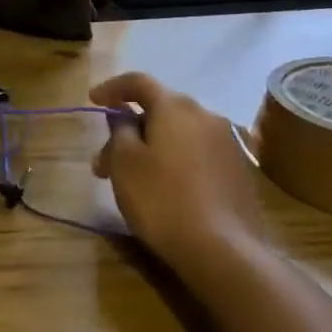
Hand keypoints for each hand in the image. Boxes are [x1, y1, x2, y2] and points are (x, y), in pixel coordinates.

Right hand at [90, 72, 261, 263]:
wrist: (223, 250)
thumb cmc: (162, 199)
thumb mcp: (125, 163)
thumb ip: (119, 130)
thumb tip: (123, 115)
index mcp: (175, 107)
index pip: (139, 82)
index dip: (112, 88)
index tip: (92, 100)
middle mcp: (206, 116)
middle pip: (160, 109)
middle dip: (129, 127)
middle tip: (105, 158)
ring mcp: (227, 143)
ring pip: (178, 133)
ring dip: (151, 146)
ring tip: (130, 178)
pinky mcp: (238, 171)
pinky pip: (197, 152)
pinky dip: (174, 160)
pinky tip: (164, 187)